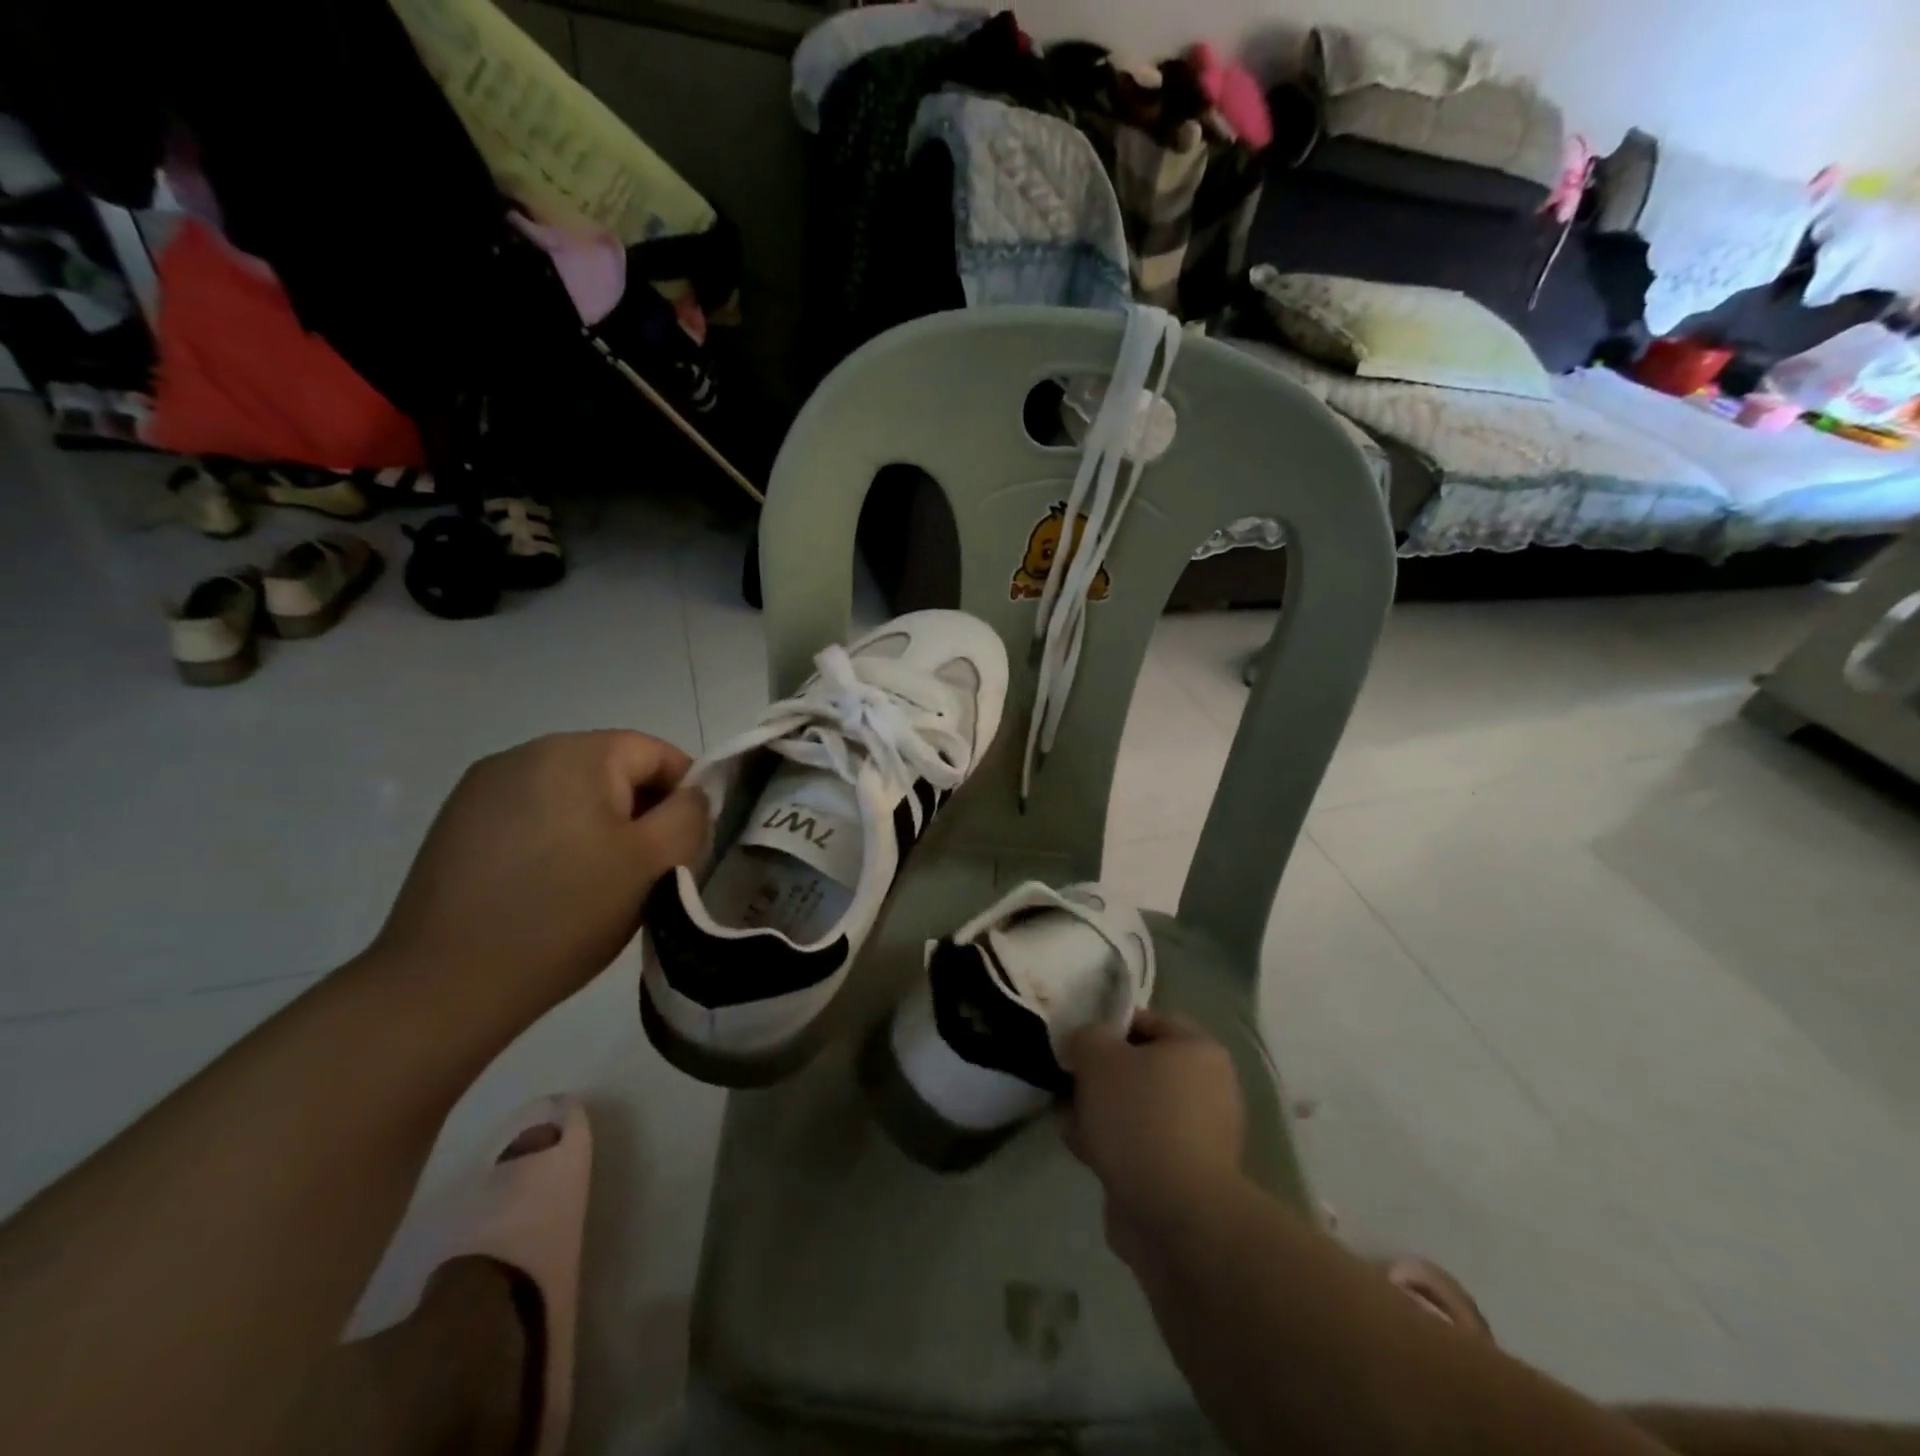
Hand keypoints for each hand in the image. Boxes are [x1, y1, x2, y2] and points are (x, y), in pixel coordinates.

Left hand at [368, 731, 706, 1034]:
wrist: (444, 985)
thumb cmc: (566, 914)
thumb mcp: (655, 863)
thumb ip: (690, 815)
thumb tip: (691, 795)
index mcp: (575, 753)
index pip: (656, 752)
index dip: (685, 794)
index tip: (686, 845)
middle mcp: (524, 753)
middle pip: (612, 769)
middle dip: (641, 812)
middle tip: (647, 870)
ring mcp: (482, 788)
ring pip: (572, 794)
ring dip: (599, 827)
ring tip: (598, 883)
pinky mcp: (457, 823)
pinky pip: (532, 815)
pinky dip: (556, 840)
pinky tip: (549, 887)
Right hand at [1063, 1011, 1246, 1263]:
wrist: (1174, 1214)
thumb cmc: (1139, 1117)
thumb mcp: (1098, 1057)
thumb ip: (1086, 1038)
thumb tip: (1084, 1046)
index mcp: (1199, 1050)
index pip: (1147, 1021)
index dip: (1108, 1027)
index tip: (1078, 1046)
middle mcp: (1209, 1088)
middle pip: (1141, 1068)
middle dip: (1101, 1078)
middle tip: (1071, 1086)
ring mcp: (1200, 1136)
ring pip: (1137, 1110)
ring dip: (1102, 1115)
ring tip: (1072, 1125)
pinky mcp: (1186, 1176)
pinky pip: (1142, 1147)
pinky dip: (1115, 1148)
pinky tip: (1086, 1155)